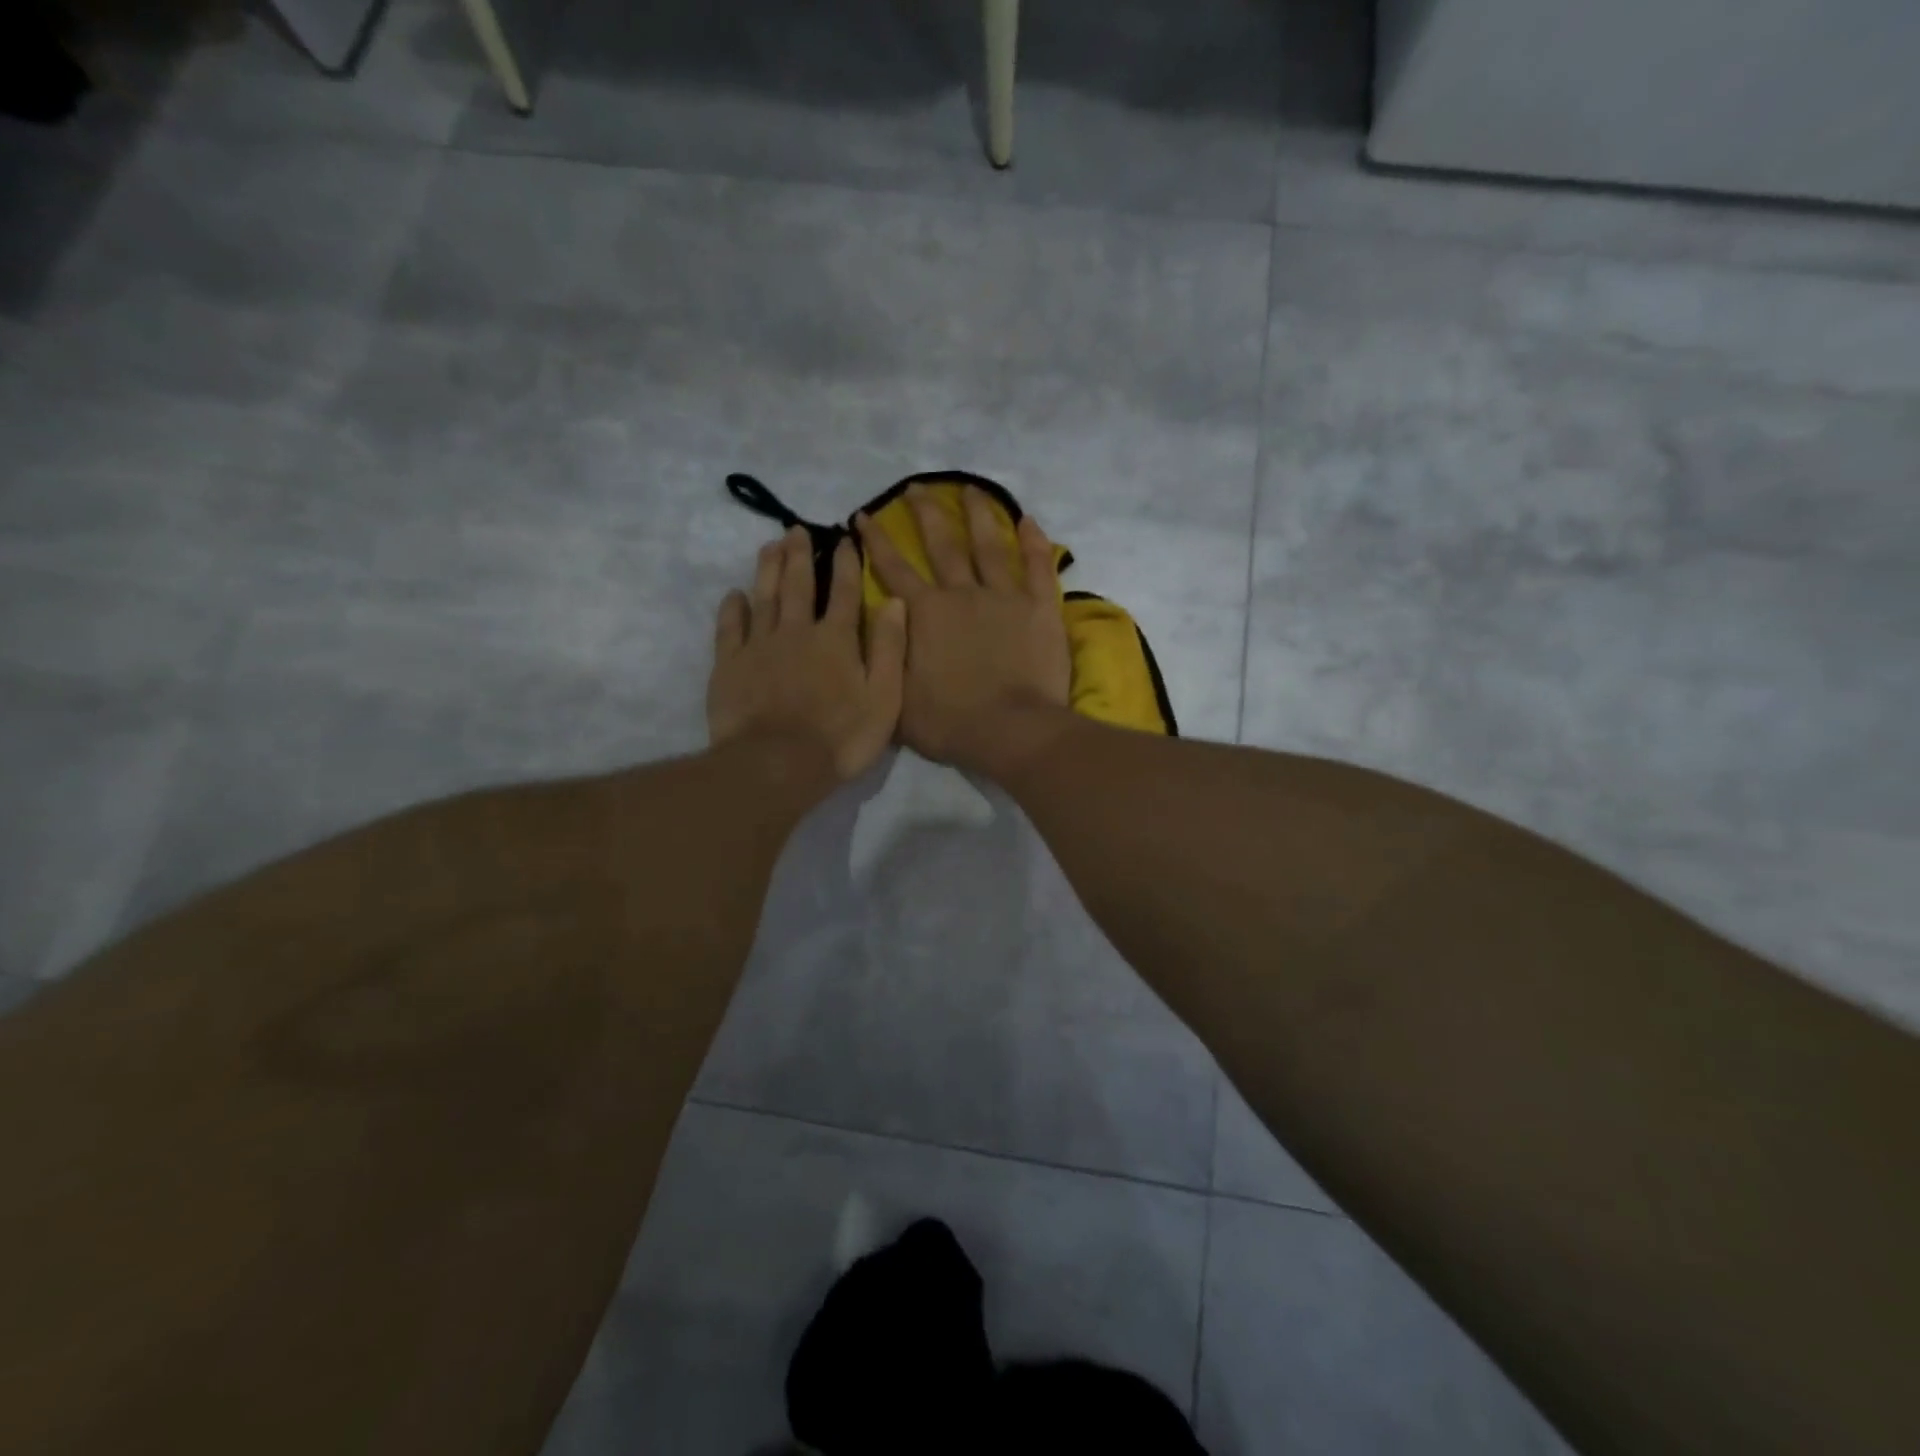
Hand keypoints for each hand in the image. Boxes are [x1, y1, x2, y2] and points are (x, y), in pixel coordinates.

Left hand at [707, 526, 906, 781]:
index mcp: (837, 640)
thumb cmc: (840, 737)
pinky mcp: (730, 664)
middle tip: (796, 530)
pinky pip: (730, 628)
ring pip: (764, 597)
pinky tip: (734, 595)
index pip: (845, 592)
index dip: (846, 563)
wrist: (776, 764)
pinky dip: (732, 608)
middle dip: (800, 555)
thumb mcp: (884, 698)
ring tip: (770, 546)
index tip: (844, 537)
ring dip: (768, 569)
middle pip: (799, 585)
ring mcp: (759, 646)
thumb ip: (891, 649)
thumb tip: (896, 601)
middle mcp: (797, 632)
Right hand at [856, 484, 1071, 772]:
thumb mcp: (896, 697)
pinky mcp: (1039, 608)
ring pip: (988, 545)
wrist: (1010, 730)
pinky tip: (1029, 519)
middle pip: (941, 544)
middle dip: (925, 513)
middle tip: (917, 487)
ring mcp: (1003, 597)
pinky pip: (1037, 566)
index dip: (875, 541)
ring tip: (970, 488)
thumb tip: (875, 626)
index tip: (864, 515)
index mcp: (923, 614)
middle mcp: (960, 594)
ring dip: (978, 514)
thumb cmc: (950, 722)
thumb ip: (885, 657)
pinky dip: (1033, 542)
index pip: (892, 568)